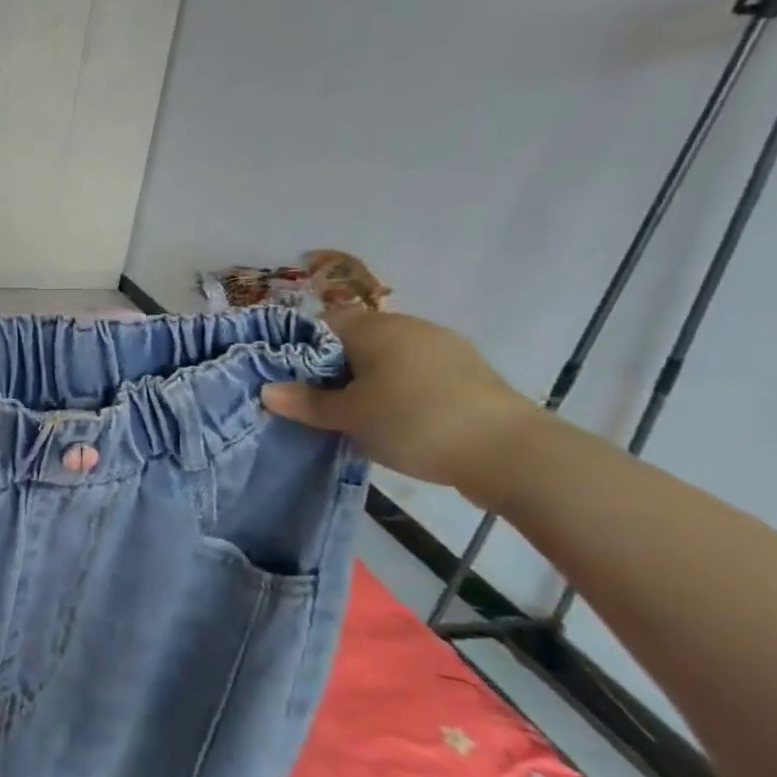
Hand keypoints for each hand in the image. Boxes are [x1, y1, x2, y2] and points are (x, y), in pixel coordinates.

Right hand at [261, 308, 541, 495]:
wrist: (510, 453)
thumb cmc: (413, 422)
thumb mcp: (348, 416)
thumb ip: (306, 402)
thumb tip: (267, 390)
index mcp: (375, 328)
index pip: (323, 323)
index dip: (301, 347)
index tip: (290, 379)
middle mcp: (409, 326)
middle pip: (356, 339)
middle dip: (334, 367)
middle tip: (317, 402)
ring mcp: (445, 347)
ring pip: (389, 357)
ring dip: (368, 379)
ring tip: (355, 414)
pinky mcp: (469, 373)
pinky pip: (417, 373)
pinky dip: (399, 389)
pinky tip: (397, 419)